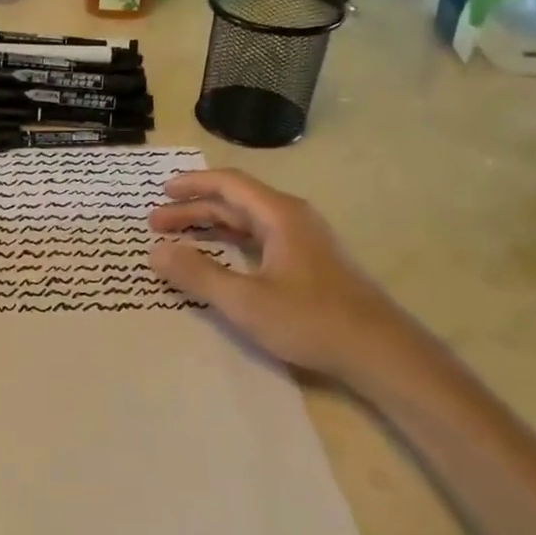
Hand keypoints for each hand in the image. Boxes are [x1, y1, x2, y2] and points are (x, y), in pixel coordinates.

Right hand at [148, 169, 416, 385]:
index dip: (191, 184)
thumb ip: (198, 274)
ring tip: (179, 238)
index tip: (160, 192)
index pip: (228, 183)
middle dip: (194, 209)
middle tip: (157, 224)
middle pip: (235, 201)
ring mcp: (304, 240)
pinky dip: (231, 241)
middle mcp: (292, 218)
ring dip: (211, 225)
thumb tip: (155, 252)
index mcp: (279, 215)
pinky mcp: (310, 262)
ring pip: (248, 221)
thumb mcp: (245, 300)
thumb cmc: (311, 320)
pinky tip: (219, 258)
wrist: (380, 351)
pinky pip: (261, 238)